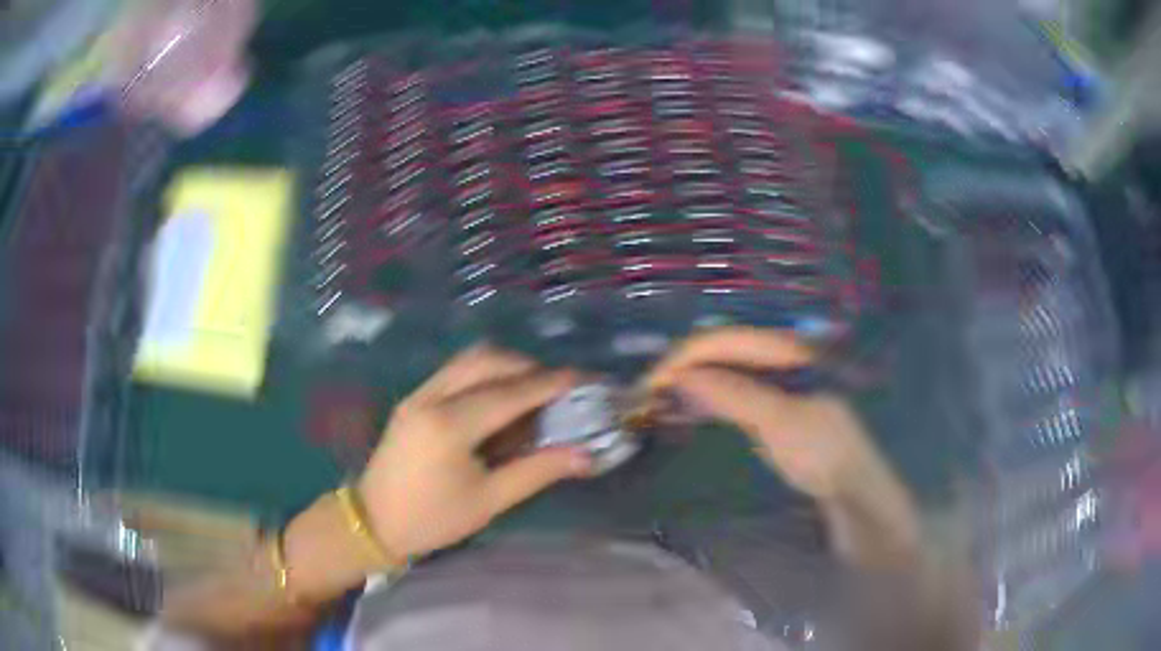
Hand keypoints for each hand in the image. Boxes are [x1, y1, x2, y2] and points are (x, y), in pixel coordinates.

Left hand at [358, 346, 592, 558]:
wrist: (373, 522)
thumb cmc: (432, 519)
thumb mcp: (488, 501)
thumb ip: (537, 472)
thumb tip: (585, 455)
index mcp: (450, 425)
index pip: (510, 393)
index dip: (550, 383)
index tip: (583, 379)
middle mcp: (431, 397)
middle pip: (486, 360)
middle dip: (527, 367)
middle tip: (557, 388)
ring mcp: (418, 394)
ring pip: (468, 360)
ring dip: (505, 366)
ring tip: (531, 391)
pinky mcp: (412, 399)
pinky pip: (454, 371)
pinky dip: (484, 374)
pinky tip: (498, 400)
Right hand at [647, 327, 886, 501]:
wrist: (849, 487)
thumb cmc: (824, 450)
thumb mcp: (782, 421)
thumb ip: (735, 394)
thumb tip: (683, 376)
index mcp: (787, 349)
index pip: (725, 340)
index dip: (686, 357)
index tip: (651, 383)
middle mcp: (777, 357)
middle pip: (719, 351)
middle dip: (682, 367)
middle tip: (646, 394)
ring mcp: (772, 382)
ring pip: (720, 371)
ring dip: (688, 382)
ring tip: (656, 401)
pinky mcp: (766, 406)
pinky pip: (727, 393)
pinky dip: (703, 399)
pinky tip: (684, 410)